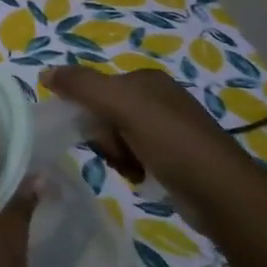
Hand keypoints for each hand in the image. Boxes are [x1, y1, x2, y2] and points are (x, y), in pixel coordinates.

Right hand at [41, 66, 266, 207]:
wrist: (221, 194)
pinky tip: (142, 178)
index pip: (95, 88)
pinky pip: (132, 156)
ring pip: (115, 138)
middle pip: (103, 114)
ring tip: (133, 169)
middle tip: (118, 152)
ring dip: (115, 155)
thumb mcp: (123, 106)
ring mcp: (166, 130)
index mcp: (147, 81)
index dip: (87, 111)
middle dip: (103, 137)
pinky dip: (131, 168)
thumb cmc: (172, 143)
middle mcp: (157, 100)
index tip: (95, 132)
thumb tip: (44, 72)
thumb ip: (82, 86)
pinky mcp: (172, 157)